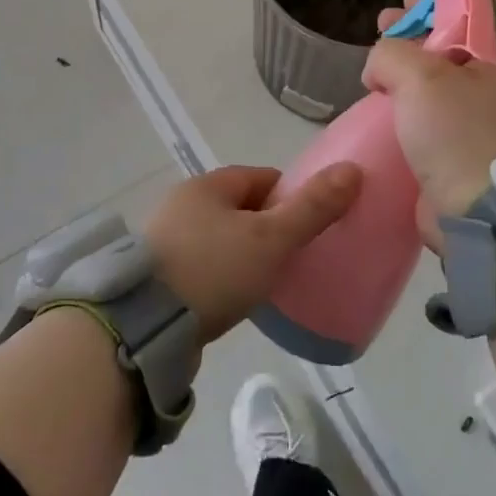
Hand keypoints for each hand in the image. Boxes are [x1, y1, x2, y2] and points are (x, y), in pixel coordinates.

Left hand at [142, 163, 362, 341]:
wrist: (143, 326)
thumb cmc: (213, 270)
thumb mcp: (270, 239)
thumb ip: (311, 208)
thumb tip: (352, 169)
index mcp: (208, 185)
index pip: (262, 178)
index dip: (292, 196)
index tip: (312, 224)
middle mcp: (183, 203)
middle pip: (242, 207)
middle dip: (270, 227)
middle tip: (295, 257)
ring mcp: (167, 239)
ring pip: (222, 237)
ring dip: (245, 252)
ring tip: (269, 281)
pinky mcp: (159, 274)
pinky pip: (204, 264)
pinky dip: (224, 274)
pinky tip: (235, 297)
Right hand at [365, 0, 495, 246]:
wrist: (481, 211)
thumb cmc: (456, 132)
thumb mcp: (419, 76)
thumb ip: (391, 53)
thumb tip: (378, 69)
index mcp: (491, 60)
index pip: (462, 16)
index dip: (432, 2)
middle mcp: (488, 87)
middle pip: (444, 47)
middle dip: (411, 34)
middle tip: (382, 24)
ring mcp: (475, 122)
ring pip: (432, 83)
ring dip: (403, 72)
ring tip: (374, 71)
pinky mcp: (457, 153)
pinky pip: (427, 117)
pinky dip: (404, 106)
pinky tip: (382, 107)